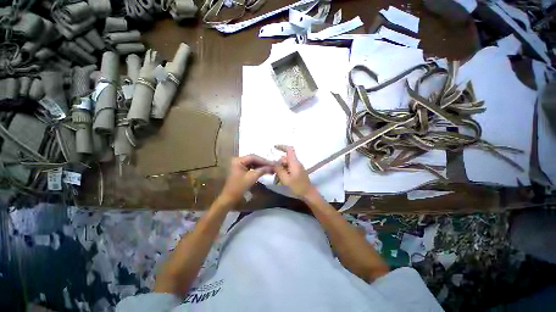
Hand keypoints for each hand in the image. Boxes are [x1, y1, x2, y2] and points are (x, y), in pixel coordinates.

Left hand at [219, 155, 273, 204]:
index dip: (264, 160)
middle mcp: (238, 160)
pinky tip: (264, 170)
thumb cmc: (239, 187)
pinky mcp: (240, 169)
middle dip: (263, 163)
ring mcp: (239, 164)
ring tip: (270, 168)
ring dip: (261, 166)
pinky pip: (251, 167)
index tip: (273, 163)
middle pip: (253, 159)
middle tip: (273, 165)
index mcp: (238, 160)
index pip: (253, 157)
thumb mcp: (252, 178)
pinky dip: (257, 168)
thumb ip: (262, 170)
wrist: (230, 198)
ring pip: (253, 163)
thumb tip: (272, 167)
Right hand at [274, 146, 315, 197]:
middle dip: (278, 163)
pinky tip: (281, 179)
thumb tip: (273, 162)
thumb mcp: (285, 179)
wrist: (308, 194)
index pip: (289, 149)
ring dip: (281, 169)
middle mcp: (296, 163)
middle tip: (273, 172)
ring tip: (277, 178)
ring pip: (286, 164)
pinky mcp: (298, 172)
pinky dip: (284, 172)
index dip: (282, 147)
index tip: (274, 147)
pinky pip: (289, 168)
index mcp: (294, 162)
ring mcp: (298, 167)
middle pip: (285, 158)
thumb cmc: (297, 186)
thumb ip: (279, 169)